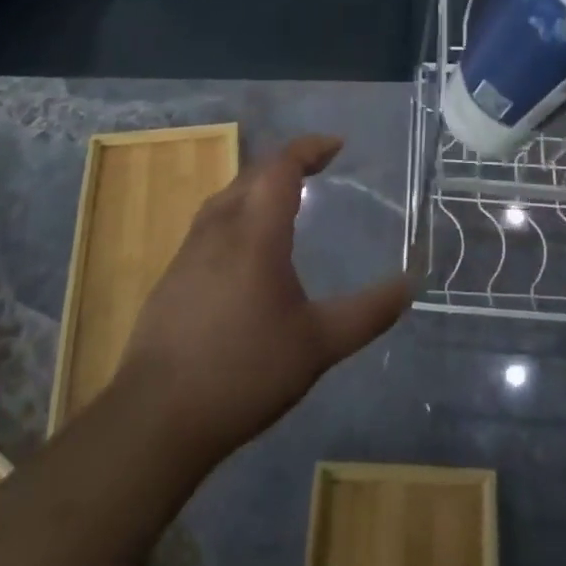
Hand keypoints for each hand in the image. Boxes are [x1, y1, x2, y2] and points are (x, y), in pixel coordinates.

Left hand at [116, 135, 412, 463]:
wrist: (156, 419)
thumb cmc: (245, 372)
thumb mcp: (319, 345)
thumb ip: (367, 313)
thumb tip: (410, 286)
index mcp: (256, 233)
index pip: (282, 167)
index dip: (310, 148)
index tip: (337, 146)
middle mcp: (219, 229)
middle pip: (252, 174)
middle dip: (287, 163)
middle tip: (318, 170)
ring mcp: (188, 252)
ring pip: (226, 197)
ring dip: (257, 186)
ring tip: (283, 200)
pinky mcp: (171, 278)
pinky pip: (209, 224)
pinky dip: (236, 214)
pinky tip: (244, 249)